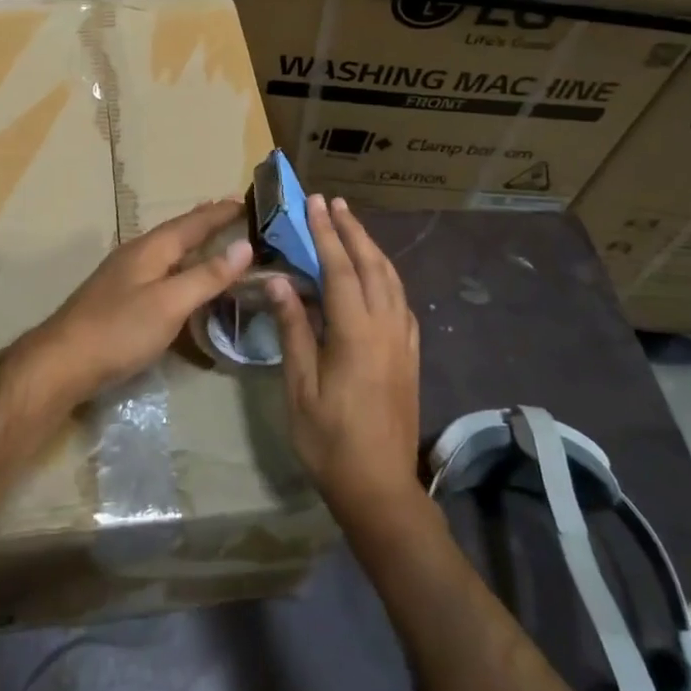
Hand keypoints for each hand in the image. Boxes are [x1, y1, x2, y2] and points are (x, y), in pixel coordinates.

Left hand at [17, 199, 253, 408]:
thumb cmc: (120, 330)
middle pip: (179, 231)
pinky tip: (183, 278)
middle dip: (207, 221)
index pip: (194, 222)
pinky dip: (181, 266)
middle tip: (235, 214)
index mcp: (151, 248)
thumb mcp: (170, 303)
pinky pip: (161, 270)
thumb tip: (244, 245)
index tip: (247, 200)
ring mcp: (125, 275)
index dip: (221, 212)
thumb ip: (207, 275)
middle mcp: (138, 253)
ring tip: (216, 241)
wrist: (62, 363)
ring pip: (168, 250)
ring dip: (193, 243)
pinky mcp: (120, 297)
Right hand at [266, 195, 421, 528]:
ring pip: (391, 279)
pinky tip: (377, 276)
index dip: (326, 232)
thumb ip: (294, 329)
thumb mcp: (300, 386)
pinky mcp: (411, 354)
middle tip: (333, 202)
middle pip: (371, 264)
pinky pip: (401, 301)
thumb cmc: (329, 440)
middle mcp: (386, 326)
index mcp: (355, 332)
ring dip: (371, 248)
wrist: (380, 488)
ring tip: (352, 226)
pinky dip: (387, 276)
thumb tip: (279, 281)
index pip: (339, 268)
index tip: (315, 202)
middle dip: (351, 230)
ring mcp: (403, 340)